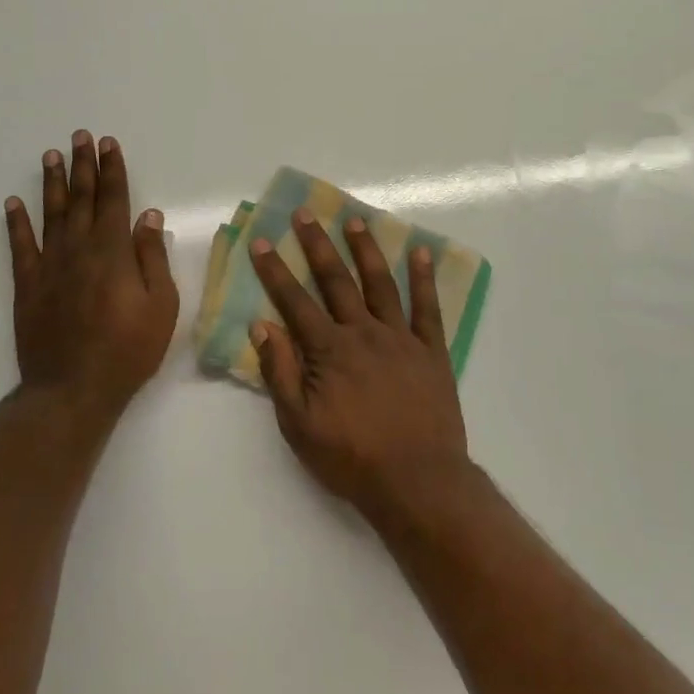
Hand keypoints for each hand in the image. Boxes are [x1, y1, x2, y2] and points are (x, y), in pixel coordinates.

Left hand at [4, 131, 177, 411]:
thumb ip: (153, 258)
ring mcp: (50, 266)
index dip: (112, 170)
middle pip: (81, 198)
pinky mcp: (28, 286)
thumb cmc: (128, 350)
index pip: (114, 199)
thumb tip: (149, 217)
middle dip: (83, 165)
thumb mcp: (161, 306)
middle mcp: (79, 249)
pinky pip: (20, 247)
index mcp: (114, 252)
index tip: (108, 144)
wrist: (73, 389)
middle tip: (80, 136)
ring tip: (51, 155)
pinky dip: (16, 223)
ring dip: (52, 183)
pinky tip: (14, 203)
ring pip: (50, 214)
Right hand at [250, 210, 470, 520]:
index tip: (261, 241)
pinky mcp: (431, 351)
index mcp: (329, 350)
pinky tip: (420, 252)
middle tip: (305, 213)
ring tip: (355, 221)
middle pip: (337, 280)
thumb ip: (280, 372)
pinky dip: (424, 278)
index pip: (295, 301)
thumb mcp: (299, 424)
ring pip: (380, 283)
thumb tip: (262, 325)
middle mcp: (363, 332)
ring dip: (366, 250)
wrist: (417, 481)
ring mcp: (401, 338)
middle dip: (317, 245)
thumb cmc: (352, 457)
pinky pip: (428, 308)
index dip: (275, 270)